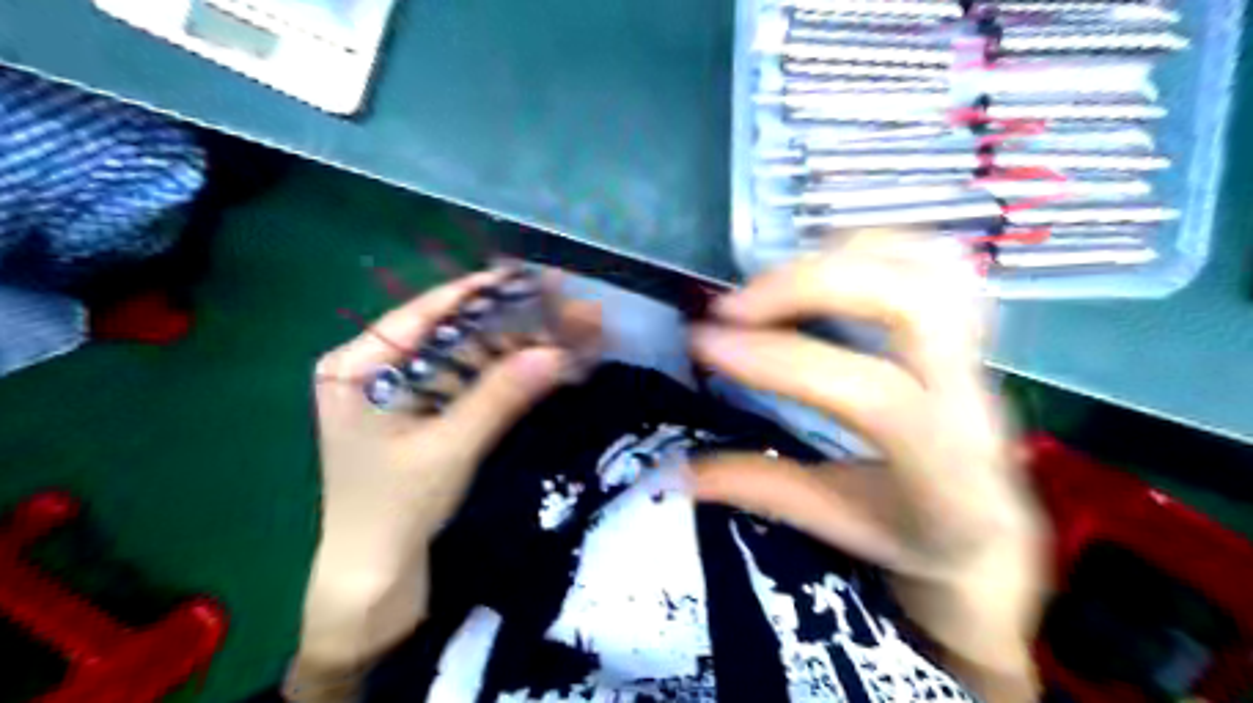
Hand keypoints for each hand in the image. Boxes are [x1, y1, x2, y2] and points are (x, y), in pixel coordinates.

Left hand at [293, 266, 608, 697]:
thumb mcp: (449, 447)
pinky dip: (505, 376)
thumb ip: (500, 396)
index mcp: (357, 365)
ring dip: (515, 348)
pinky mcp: (425, 414)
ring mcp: (402, 392)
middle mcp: (376, 368)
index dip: (479, 293)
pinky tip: (544, 363)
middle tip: (561, 307)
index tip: (528, 277)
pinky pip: (468, 384)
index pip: (424, 313)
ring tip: (565, 330)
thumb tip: (557, 351)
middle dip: (509, 324)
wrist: (376, 578)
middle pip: (450, 334)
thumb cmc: (394, 509)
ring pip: (466, 358)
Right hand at [691, 235, 1043, 698]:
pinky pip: (931, 256)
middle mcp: (971, 394)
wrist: (989, 527)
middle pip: (909, 301)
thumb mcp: (835, 521)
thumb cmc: (911, 534)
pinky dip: (868, 246)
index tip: (705, 344)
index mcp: (941, 462)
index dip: (779, 359)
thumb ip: (759, 488)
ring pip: (927, 265)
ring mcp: (977, 349)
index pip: (869, 392)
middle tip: (733, 306)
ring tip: (769, 286)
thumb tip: (674, 469)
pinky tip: (820, 268)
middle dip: (808, 286)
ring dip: (835, 258)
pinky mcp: (967, 324)